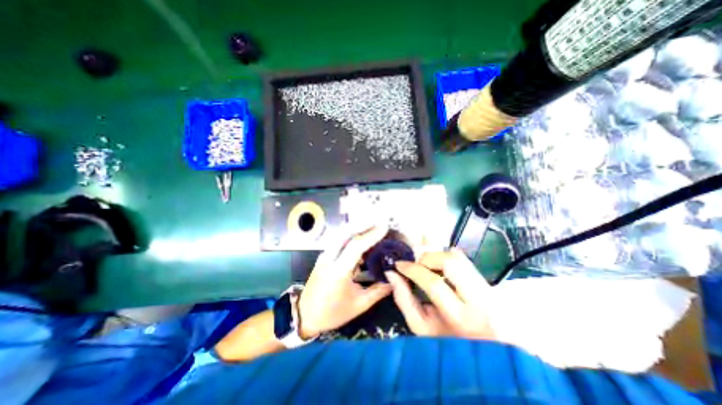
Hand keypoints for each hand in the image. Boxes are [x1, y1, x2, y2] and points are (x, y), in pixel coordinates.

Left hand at [296, 226, 392, 340]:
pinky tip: (360, 238)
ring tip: (372, 227)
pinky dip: (350, 235)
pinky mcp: (323, 256)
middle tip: (379, 222)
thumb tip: (394, 280)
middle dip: (363, 225)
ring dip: (356, 228)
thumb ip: (378, 291)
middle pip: (346, 233)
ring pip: (340, 234)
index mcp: (338, 271)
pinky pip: (338, 240)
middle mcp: (329, 258)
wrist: (305, 315)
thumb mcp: (359, 305)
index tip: (384, 227)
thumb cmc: (333, 313)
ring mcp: (324, 255)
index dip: (371, 235)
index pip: (356, 246)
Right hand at [383, 250, 496, 338]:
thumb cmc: (447, 343)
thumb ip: (403, 299)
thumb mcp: (421, 327)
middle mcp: (479, 299)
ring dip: (436, 256)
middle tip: (416, 265)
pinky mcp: (487, 281)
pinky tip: (440, 268)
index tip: (399, 265)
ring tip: (426, 266)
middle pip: (450, 261)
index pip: (434, 283)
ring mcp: (487, 288)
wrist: (484, 351)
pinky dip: (447, 257)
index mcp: (460, 317)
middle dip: (427, 257)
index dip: (412, 269)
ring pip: (458, 256)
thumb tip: (391, 273)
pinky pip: (464, 258)